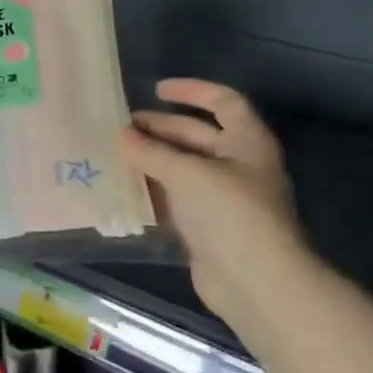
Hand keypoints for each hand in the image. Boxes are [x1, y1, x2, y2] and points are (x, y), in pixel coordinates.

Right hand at [120, 79, 307, 323]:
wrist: (256, 282)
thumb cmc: (229, 213)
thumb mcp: (187, 173)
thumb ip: (152, 152)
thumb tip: (122, 135)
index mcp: (247, 142)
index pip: (223, 102)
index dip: (192, 91)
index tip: (156, 90)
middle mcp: (238, 166)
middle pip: (197, 136)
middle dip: (161, 129)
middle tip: (122, 128)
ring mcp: (223, 199)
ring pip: (182, 170)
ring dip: (152, 161)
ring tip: (116, 156)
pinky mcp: (207, 228)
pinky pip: (176, 201)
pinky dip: (152, 193)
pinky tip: (124, 190)